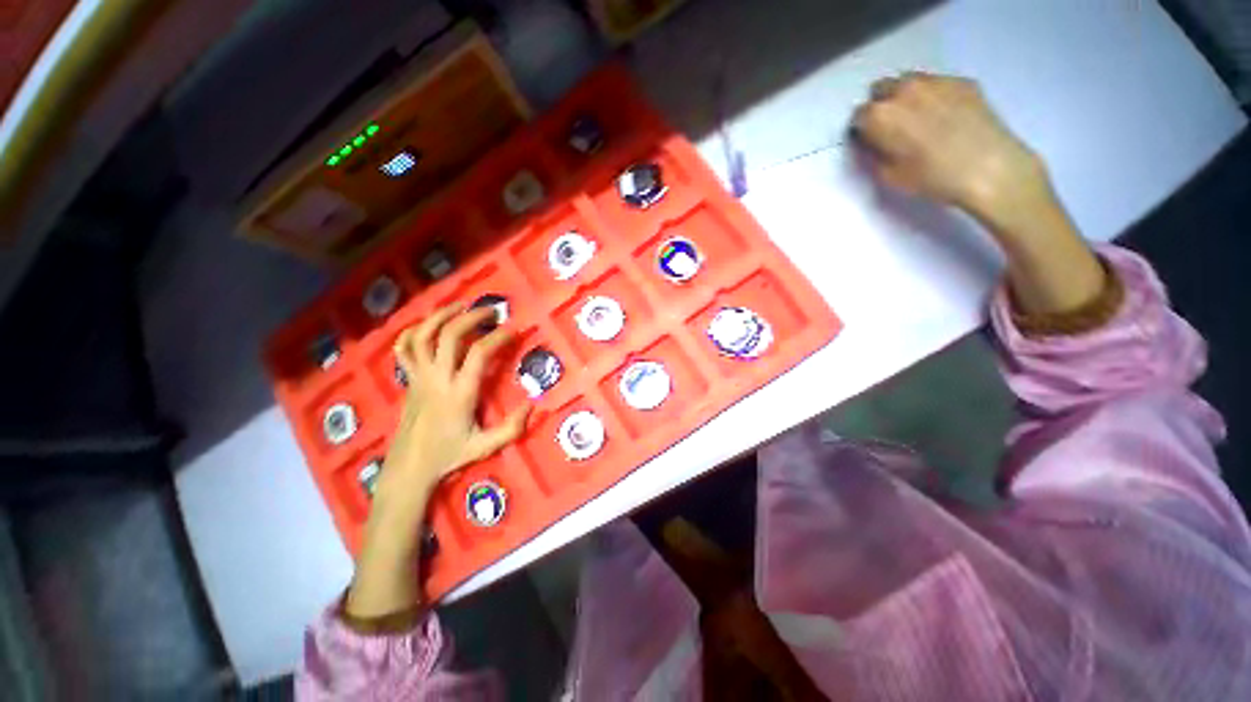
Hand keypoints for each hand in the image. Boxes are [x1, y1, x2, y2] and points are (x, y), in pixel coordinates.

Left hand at [379, 304, 529, 499]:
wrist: (409, 467)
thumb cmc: (449, 455)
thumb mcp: (485, 447)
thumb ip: (512, 428)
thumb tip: (534, 404)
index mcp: (459, 393)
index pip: (479, 354)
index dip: (498, 337)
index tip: (514, 330)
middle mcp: (437, 379)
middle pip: (450, 336)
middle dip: (472, 318)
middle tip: (491, 311)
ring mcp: (419, 377)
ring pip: (423, 336)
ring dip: (441, 316)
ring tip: (461, 306)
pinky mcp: (408, 380)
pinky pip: (404, 349)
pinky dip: (413, 331)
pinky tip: (428, 324)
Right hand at [852, 72, 1048, 226]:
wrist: (989, 168)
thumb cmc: (932, 178)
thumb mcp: (889, 176)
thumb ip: (875, 153)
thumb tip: (874, 142)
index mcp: (880, 116)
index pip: (858, 115)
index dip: (862, 129)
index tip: (869, 140)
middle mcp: (904, 90)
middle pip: (881, 89)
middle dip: (881, 105)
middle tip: (891, 127)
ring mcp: (936, 81)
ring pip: (909, 82)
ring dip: (906, 97)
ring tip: (919, 119)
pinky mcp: (962, 81)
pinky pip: (938, 84)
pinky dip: (934, 96)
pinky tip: (944, 117)